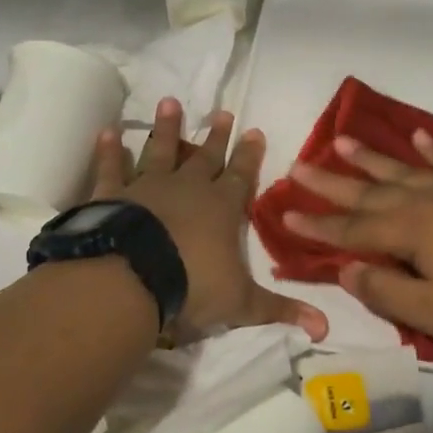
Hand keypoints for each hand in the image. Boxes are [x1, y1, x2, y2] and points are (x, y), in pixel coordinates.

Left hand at [92, 99, 328, 342]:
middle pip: (205, 156)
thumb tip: (324, 330)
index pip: (242, 175)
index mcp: (221, 207)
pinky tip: (108, 132)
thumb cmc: (192, 285)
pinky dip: (109, 150)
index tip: (255, 130)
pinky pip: (111, 167)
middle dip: (216, 136)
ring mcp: (148, 186)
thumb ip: (280, 310)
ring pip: (160, 150)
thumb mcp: (241, 303)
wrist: (133, 277)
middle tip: (222, 113)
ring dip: (166, 128)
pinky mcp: (113, 194)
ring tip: (169, 102)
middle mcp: (188, 187)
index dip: (250, 155)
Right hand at [283, 129, 432, 358]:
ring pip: (404, 170)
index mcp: (409, 231)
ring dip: (372, 157)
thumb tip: (344, 269)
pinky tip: (418, 136)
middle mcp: (426, 202)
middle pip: (369, 192)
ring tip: (342, 140)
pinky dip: (432, 150)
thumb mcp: (428, 312)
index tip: (284, 214)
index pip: (351, 229)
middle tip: (299, 166)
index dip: (316, 226)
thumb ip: (382, 289)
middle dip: (331, 182)